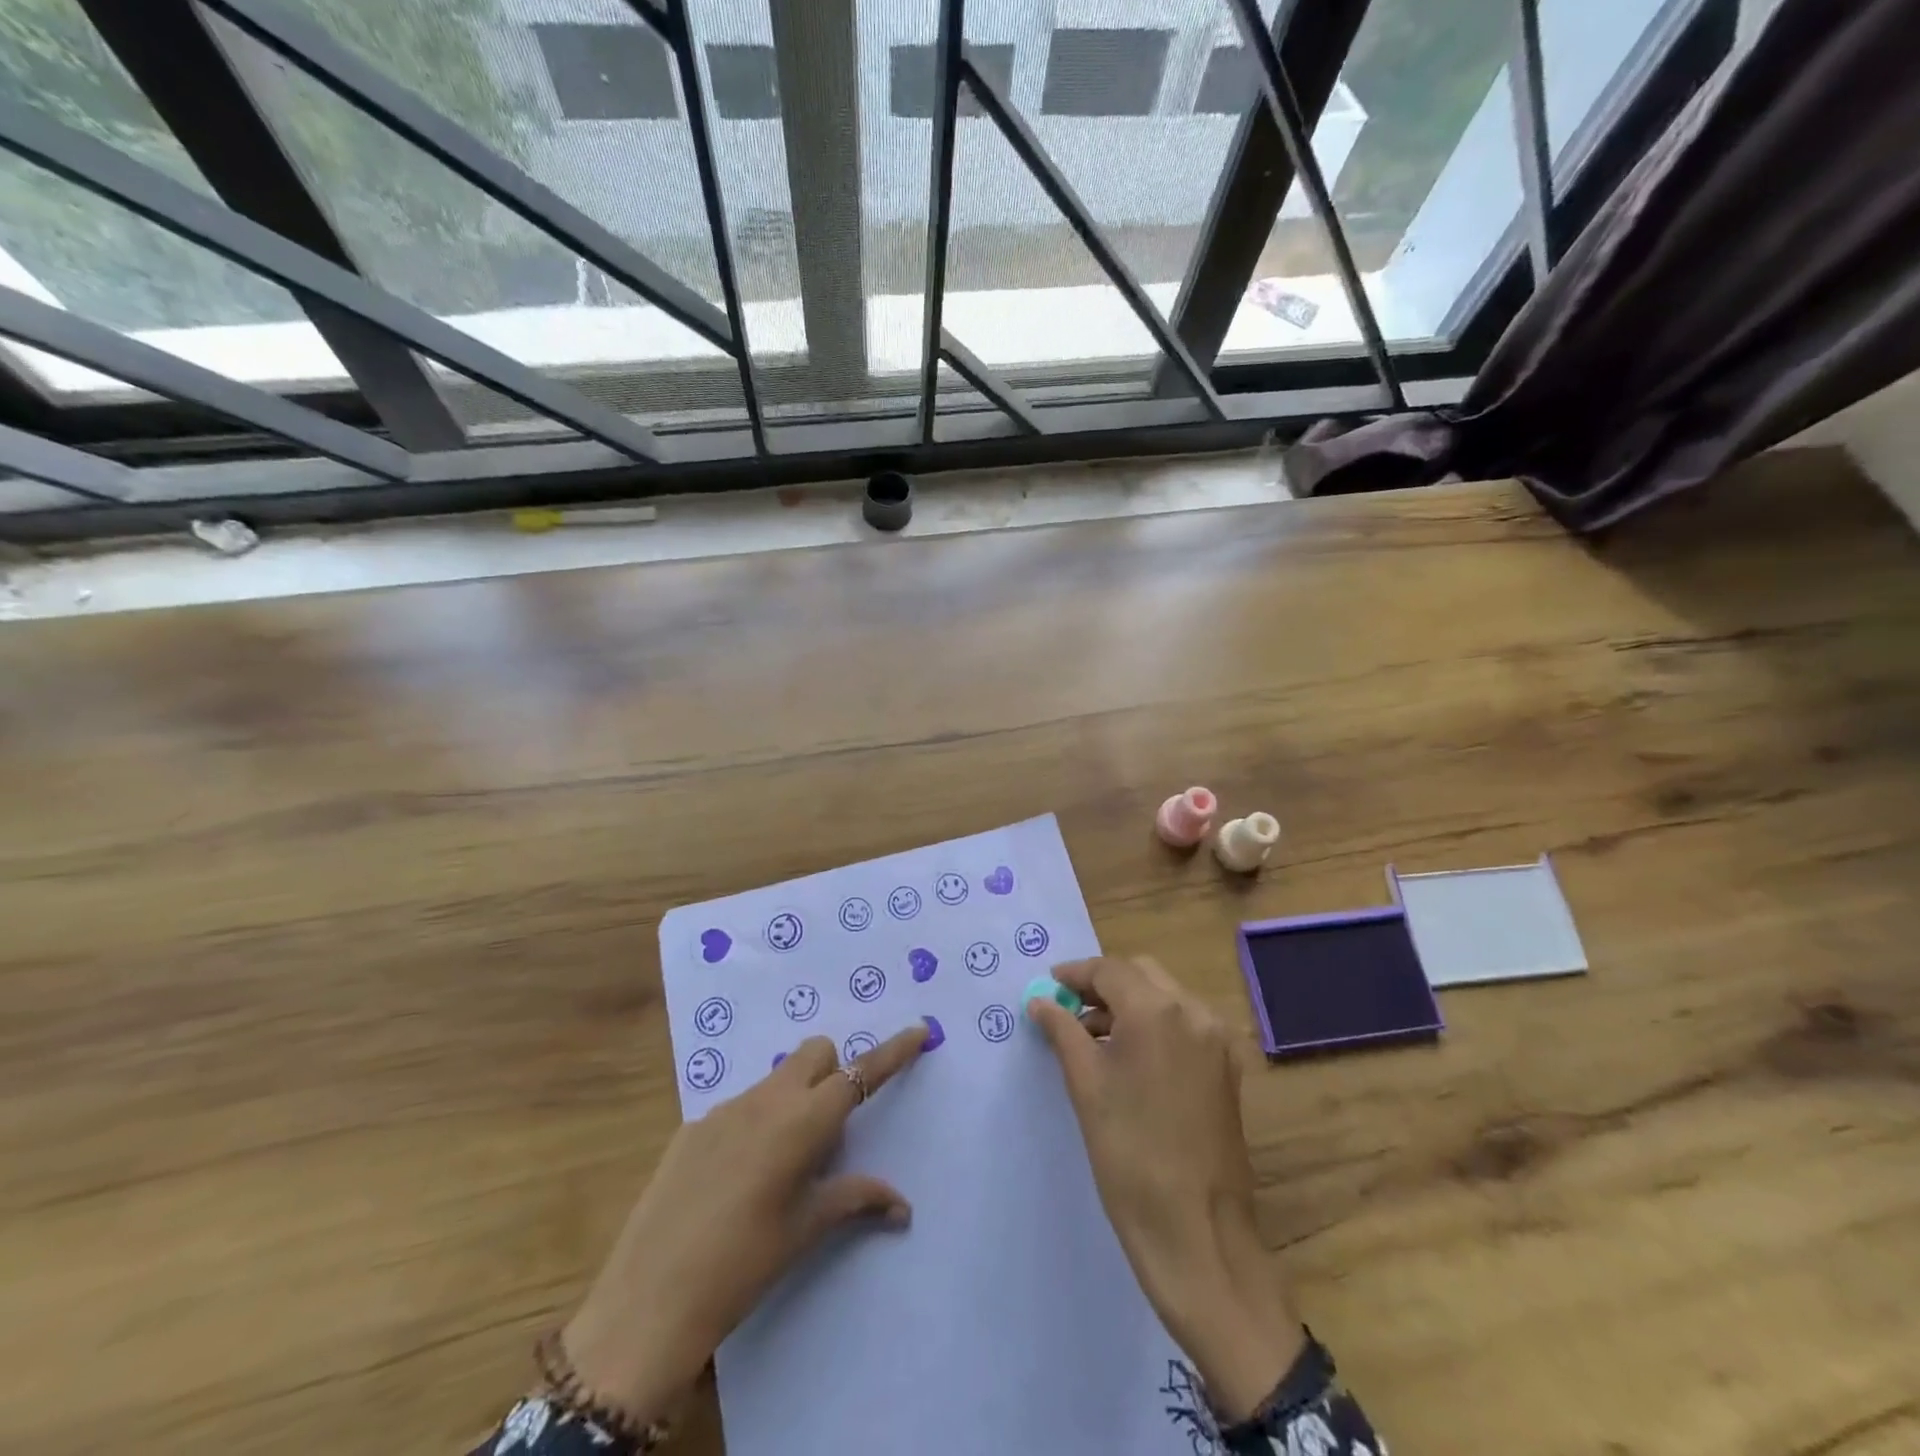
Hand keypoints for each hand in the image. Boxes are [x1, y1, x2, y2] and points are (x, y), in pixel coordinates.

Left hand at [561, 1023, 928, 1424]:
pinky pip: (740, 1106)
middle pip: (815, 1053)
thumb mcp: (806, 1229)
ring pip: (777, 1078)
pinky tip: (736, 1178)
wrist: (650, 1299)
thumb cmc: (745, 1263)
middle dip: (833, 1072)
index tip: (919, 1030)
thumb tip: (902, 1204)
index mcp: (803, 1122)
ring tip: (780, 1164)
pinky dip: (755, 1123)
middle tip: (830, 1128)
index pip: (860, 1073)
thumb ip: (855, 1199)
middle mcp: (767, 1100)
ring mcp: (725, 1109)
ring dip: (794, 1099)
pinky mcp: (693, 1126)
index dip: (893, 1051)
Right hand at [1027, 957, 1302, 1420]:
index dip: (1075, 974)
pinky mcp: (1227, 1069)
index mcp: (1158, 1010)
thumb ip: (1063, 1030)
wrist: (1197, 1232)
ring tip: (1090, 1033)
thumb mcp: (1086, 1086)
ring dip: (1128, 1003)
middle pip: (1141, 974)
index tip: (1048, 985)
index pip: (1110, 970)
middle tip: (1067, 1007)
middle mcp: (1194, 1013)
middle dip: (1103, 984)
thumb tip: (1041, 1001)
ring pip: (1166, 996)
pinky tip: (1127, 1054)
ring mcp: (1217, 1041)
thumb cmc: (1129, 1154)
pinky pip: (1184, 1025)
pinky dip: (1154, 1024)